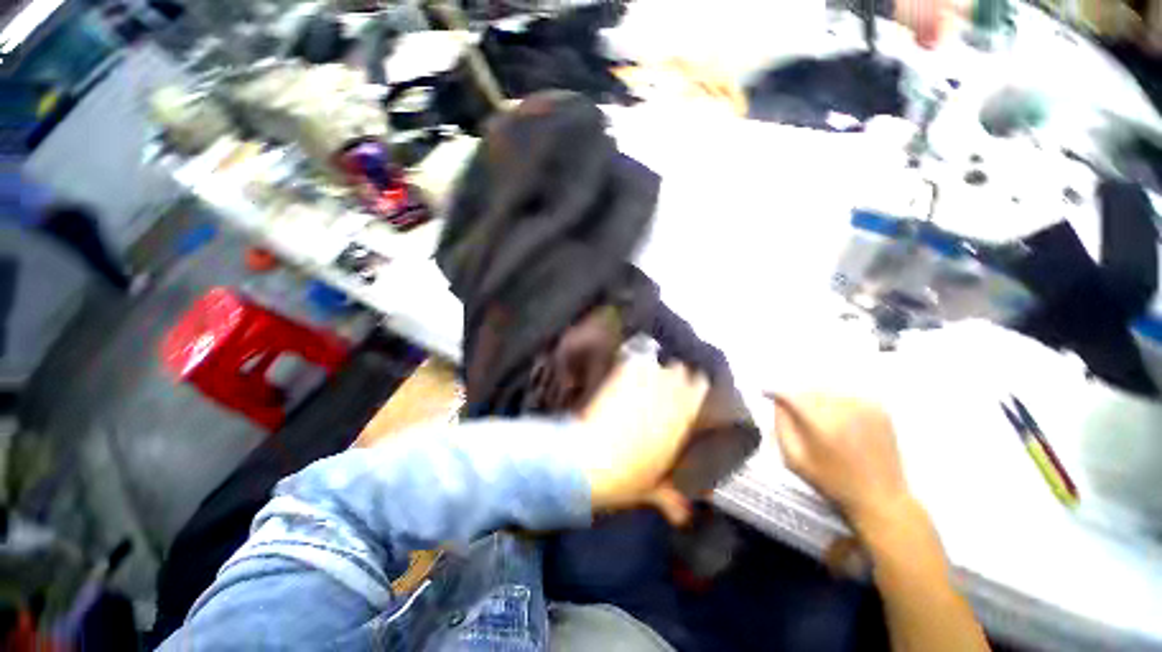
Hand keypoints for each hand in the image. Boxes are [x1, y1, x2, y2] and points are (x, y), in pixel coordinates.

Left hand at [577, 356, 708, 525]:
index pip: (700, 386)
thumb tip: (683, 516)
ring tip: (644, 376)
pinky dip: (631, 364)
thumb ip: (670, 497)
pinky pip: (633, 360)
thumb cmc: (624, 478)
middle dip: (675, 376)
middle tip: (663, 385)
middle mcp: (669, 393)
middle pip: (680, 369)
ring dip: (653, 369)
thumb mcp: (650, 490)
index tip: (686, 392)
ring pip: (658, 363)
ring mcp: (644, 381)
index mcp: (683, 418)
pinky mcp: (622, 374)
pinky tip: (624, 371)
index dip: (694, 388)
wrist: (589, 460)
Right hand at [766, 393, 912, 535]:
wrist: (881, 497)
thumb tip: (778, 402)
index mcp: (822, 424)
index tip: (766, 393)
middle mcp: (844, 409)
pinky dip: (835, 401)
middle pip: (808, 389)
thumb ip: (781, 427)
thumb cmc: (833, 482)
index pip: (790, 394)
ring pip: (826, 389)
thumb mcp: (794, 460)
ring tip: (816, 417)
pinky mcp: (878, 408)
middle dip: (796, 396)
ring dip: (815, 397)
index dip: (775, 391)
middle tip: (793, 412)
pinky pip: (845, 394)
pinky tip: (837, 418)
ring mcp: (864, 406)